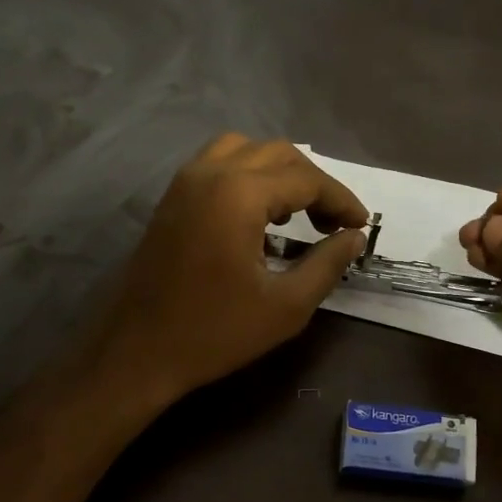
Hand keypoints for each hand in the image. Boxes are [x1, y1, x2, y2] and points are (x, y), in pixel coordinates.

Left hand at [95, 134, 368, 404]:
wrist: (139, 351)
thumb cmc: (215, 332)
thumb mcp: (285, 306)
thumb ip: (326, 264)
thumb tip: (353, 237)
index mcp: (238, 194)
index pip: (306, 179)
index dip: (341, 200)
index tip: (362, 226)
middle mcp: (210, 173)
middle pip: (277, 154)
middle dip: (313, 183)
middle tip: (334, 224)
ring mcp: (184, 182)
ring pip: (244, 151)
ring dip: (279, 173)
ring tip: (296, 214)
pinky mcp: (171, 198)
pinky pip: (218, 165)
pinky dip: (248, 177)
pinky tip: (258, 217)